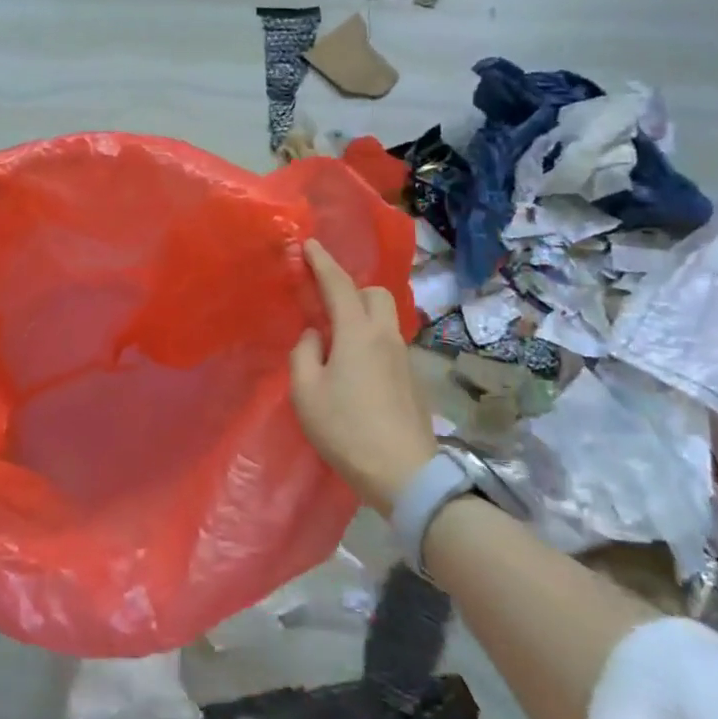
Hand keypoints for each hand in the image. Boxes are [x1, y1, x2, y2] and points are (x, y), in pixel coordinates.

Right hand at [289, 240, 435, 515]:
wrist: (405, 473)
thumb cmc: (346, 429)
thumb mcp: (307, 393)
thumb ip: (304, 354)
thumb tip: (315, 336)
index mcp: (358, 333)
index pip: (339, 285)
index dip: (322, 263)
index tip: (310, 245)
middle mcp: (386, 336)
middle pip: (374, 294)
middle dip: (351, 289)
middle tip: (326, 306)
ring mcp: (405, 357)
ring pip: (384, 318)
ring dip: (361, 316)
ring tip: (337, 342)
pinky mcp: (413, 379)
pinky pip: (389, 342)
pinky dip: (370, 340)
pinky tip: (355, 369)